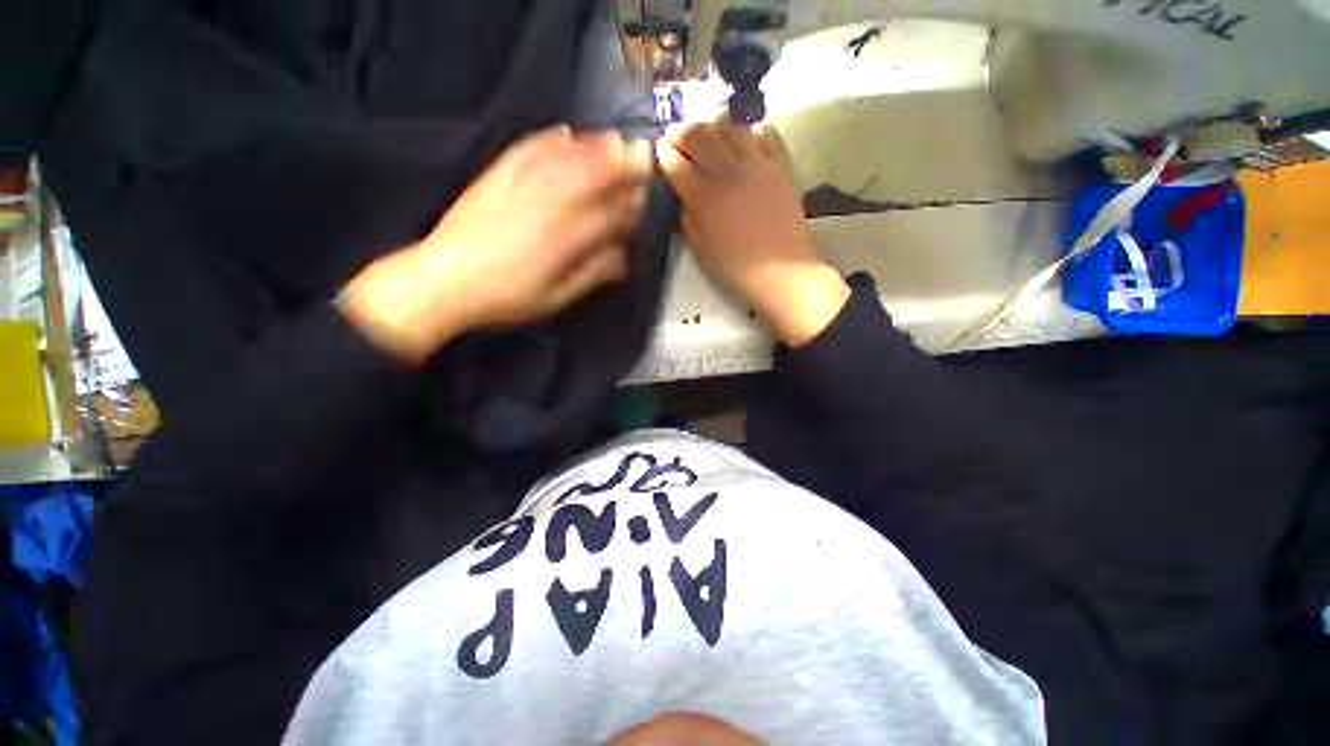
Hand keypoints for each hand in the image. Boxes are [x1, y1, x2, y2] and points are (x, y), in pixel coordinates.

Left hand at [340, 125, 652, 362]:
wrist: (444, 280)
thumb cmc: (506, 297)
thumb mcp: (555, 297)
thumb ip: (592, 274)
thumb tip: (624, 258)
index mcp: (564, 238)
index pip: (608, 214)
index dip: (630, 206)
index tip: (647, 200)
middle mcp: (547, 204)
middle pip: (592, 176)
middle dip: (621, 166)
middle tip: (644, 157)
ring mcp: (520, 185)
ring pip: (565, 158)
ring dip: (594, 147)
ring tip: (616, 140)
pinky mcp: (497, 175)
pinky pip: (528, 148)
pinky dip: (549, 138)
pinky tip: (566, 131)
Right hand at [657, 118, 849, 346]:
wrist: (784, 273)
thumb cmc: (739, 270)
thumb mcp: (703, 254)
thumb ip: (689, 223)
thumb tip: (683, 200)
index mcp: (706, 199)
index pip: (677, 164)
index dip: (664, 153)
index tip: (660, 150)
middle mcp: (730, 173)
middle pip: (700, 134)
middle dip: (682, 130)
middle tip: (677, 136)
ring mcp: (759, 166)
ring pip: (731, 126)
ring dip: (713, 126)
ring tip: (708, 134)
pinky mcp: (782, 166)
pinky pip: (766, 133)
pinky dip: (751, 132)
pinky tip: (745, 143)